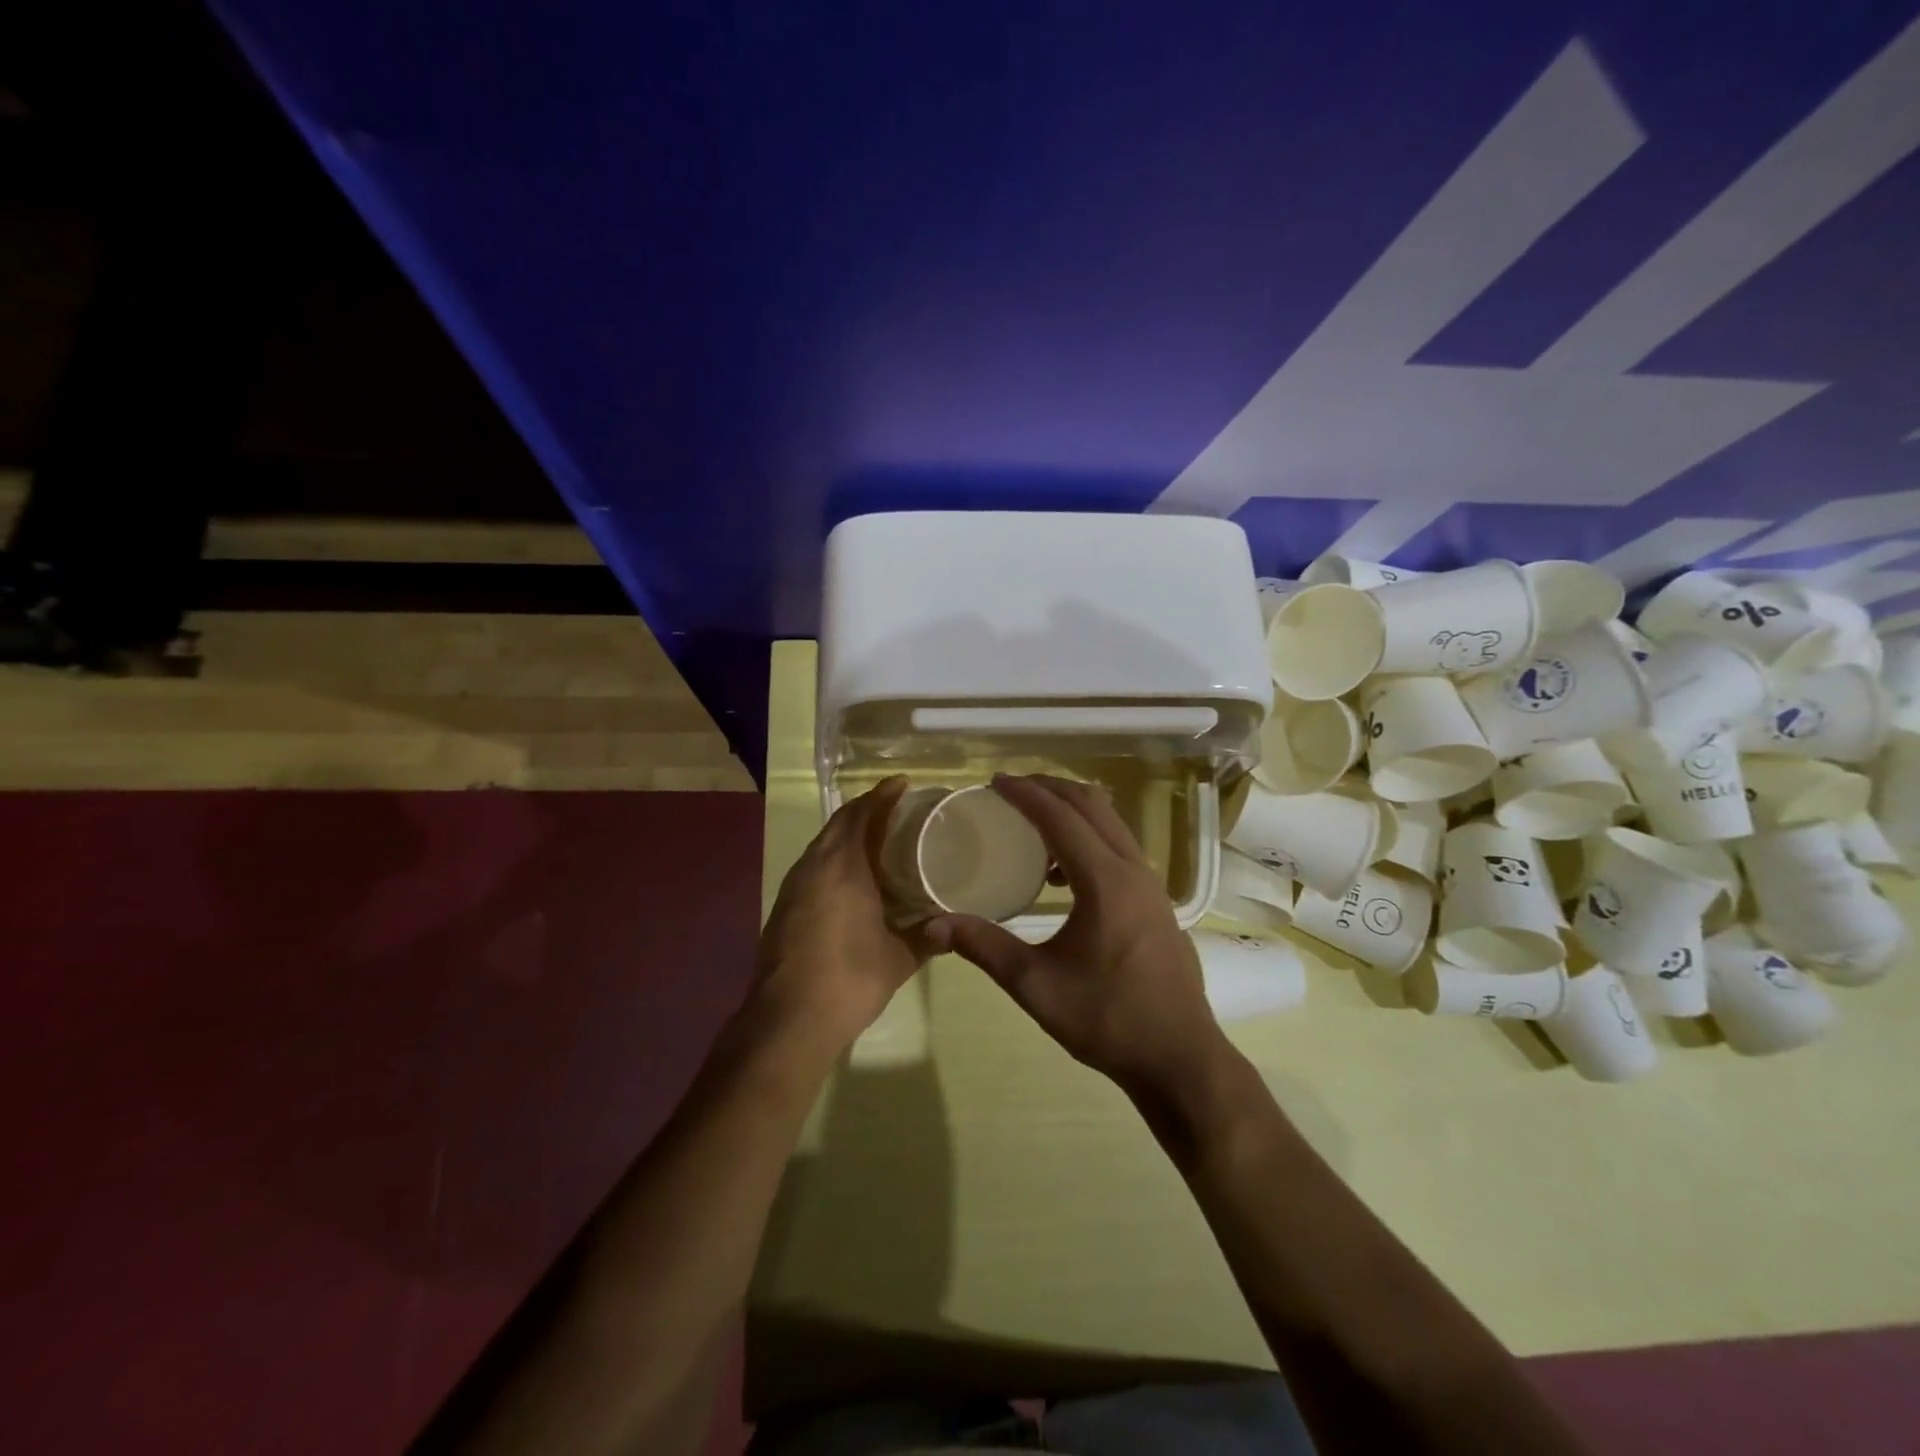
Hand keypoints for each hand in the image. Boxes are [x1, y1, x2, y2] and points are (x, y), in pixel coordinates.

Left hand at [756, 776, 930, 1045]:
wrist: (787, 1019)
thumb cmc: (849, 979)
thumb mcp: (899, 958)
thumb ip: (928, 938)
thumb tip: (953, 928)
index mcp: (843, 866)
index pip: (861, 814)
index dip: (882, 795)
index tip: (903, 784)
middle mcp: (814, 866)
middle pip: (839, 823)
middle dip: (865, 810)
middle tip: (896, 809)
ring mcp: (794, 886)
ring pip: (822, 844)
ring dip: (847, 833)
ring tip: (878, 838)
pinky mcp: (784, 906)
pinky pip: (813, 865)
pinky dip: (834, 857)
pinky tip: (853, 877)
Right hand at [925, 775, 1231, 1096]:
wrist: (1179, 1057)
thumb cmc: (1107, 1019)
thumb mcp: (1036, 985)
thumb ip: (984, 947)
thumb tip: (933, 926)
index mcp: (1105, 882)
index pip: (1061, 818)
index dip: (1026, 794)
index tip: (994, 781)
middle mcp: (1133, 870)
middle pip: (1092, 806)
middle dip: (1051, 789)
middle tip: (1011, 789)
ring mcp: (1151, 884)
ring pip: (1111, 824)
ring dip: (1073, 811)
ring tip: (1032, 822)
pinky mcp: (1157, 901)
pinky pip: (1120, 848)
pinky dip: (1089, 838)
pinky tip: (1061, 875)